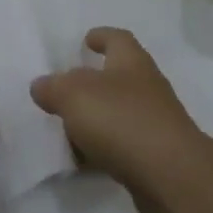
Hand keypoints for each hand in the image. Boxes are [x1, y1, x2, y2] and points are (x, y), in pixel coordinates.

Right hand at [32, 28, 206, 212]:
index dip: (101, 36)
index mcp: (131, 62)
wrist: (172, 176)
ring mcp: (155, 123)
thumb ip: (53, 87)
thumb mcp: (74, 95)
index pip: (117, 39)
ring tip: (65, 130)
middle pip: (117, 77)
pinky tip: (83, 162)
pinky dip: (103, 150)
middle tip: (64, 91)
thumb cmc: (122, 120)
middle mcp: (147, 87)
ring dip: (95, 120)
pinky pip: (122, 146)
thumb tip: (41, 85)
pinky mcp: (156, 156)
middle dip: (91, 83)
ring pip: (118, 114)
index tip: (86, 40)